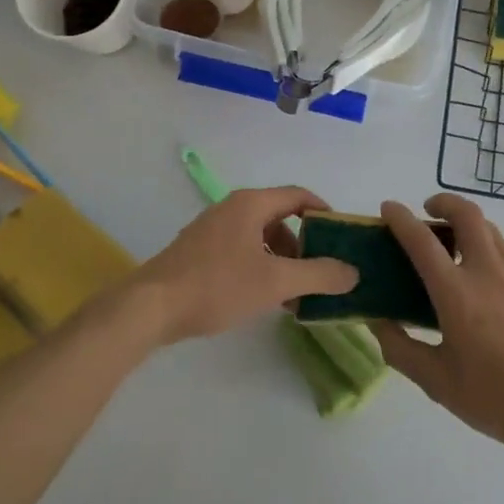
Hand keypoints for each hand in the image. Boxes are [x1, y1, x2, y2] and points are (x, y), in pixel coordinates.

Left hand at [129, 186, 358, 344]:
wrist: (151, 307)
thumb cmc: (217, 285)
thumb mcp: (275, 282)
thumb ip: (318, 275)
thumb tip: (353, 272)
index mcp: (251, 204)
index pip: (299, 196)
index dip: (324, 213)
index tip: (342, 238)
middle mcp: (232, 208)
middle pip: (280, 218)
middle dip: (304, 246)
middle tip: (319, 274)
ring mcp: (213, 229)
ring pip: (260, 237)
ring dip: (282, 261)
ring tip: (293, 295)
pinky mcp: (199, 251)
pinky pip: (241, 250)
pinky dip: (260, 267)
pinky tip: (263, 298)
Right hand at [373, 194, 503, 458]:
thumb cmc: (495, 398)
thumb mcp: (436, 382)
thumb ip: (401, 349)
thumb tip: (378, 324)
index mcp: (457, 293)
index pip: (422, 240)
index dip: (401, 218)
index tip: (389, 207)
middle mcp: (489, 272)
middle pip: (467, 214)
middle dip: (444, 202)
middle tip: (430, 211)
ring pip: (492, 232)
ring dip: (469, 227)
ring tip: (456, 250)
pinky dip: (491, 259)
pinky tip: (490, 294)